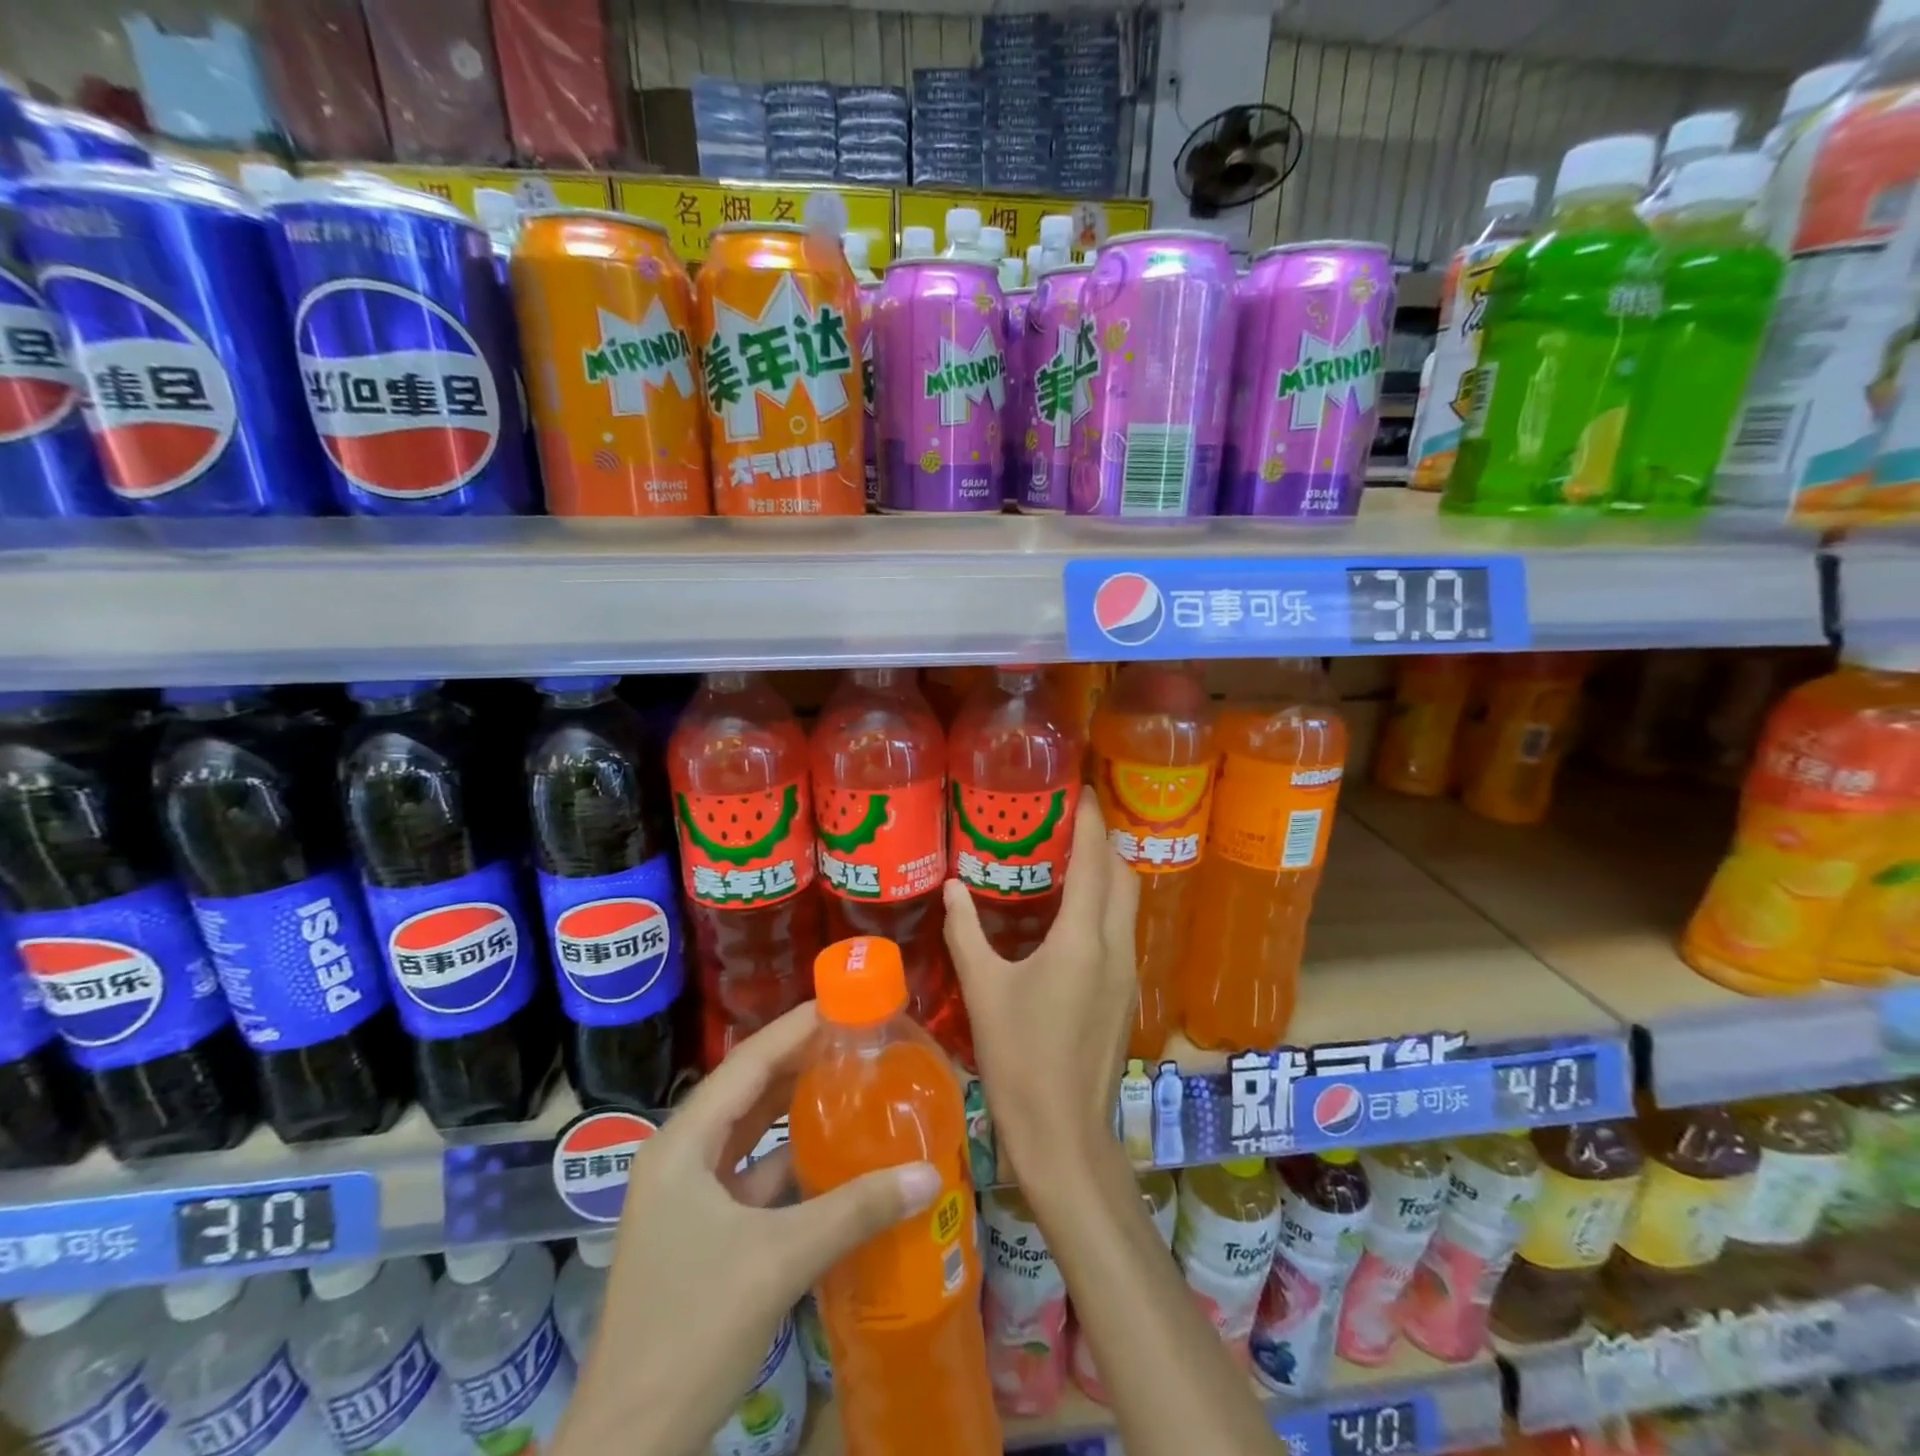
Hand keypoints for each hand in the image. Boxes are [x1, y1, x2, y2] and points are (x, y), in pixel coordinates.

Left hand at [557, 1003, 941, 1455]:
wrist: (628, 1447)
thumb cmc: (691, 1331)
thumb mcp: (778, 1260)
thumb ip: (854, 1211)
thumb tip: (928, 1175)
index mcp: (681, 1146)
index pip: (745, 1064)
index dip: (793, 1029)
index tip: (841, 1002)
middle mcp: (680, 1159)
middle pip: (746, 1091)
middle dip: (798, 1061)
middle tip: (856, 1036)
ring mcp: (689, 1199)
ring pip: (749, 1134)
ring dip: (794, 1109)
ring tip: (850, 1079)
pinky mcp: (704, 1233)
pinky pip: (753, 1175)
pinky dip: (790, 1160)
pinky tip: (832, 1153)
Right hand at [942, 794, 1139, 1183]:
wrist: (1065, 1136)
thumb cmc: (1020, 1059)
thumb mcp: (984, 991)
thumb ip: (967, 933)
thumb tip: (952, 888)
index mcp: (1083, 939)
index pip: (1095, 862)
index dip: (1092, 821)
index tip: (1081, 790)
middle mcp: (1116, 947)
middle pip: (1123, 876)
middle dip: (1104, 843)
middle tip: (1070, 823)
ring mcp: (1127, 973)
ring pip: (1128, 905)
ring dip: (1108, 875)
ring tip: (1070, 860)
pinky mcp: (1125, 996)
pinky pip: (1122, 932)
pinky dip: (1105, 907)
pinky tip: (1072, 918)